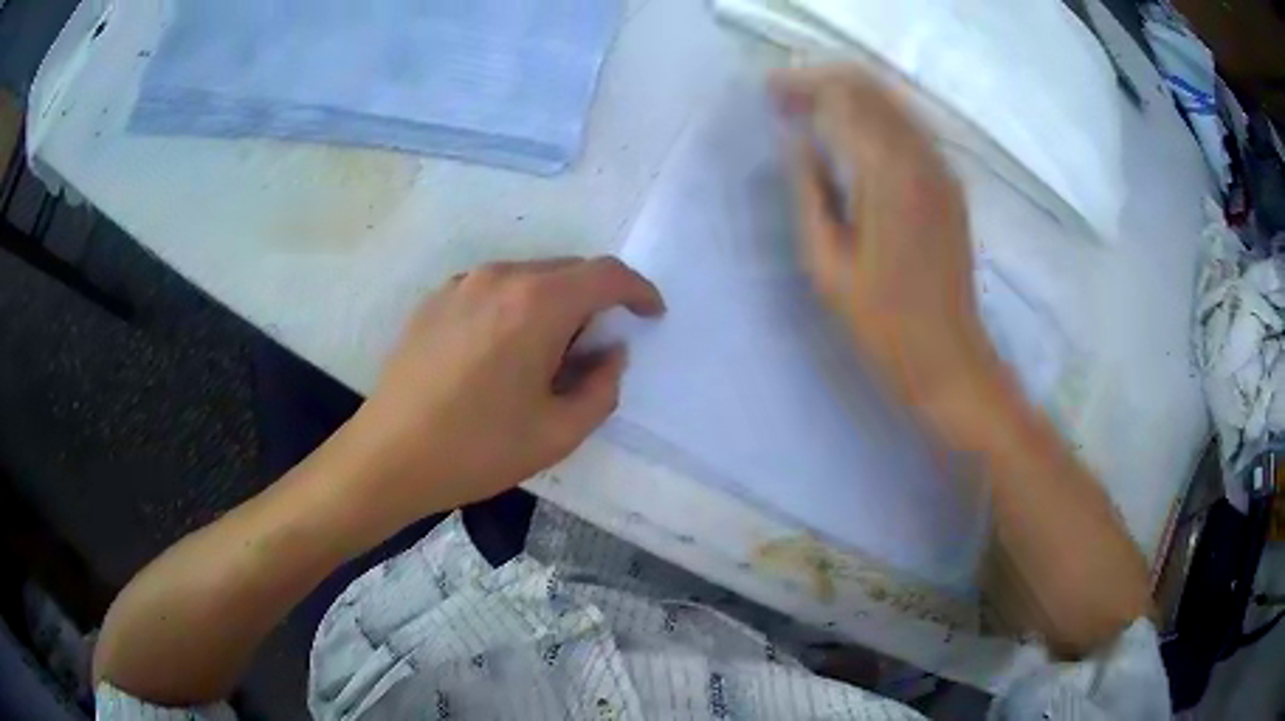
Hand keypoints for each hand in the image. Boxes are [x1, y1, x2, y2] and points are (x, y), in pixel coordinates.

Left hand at [349, 257, 664, 517]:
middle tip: (593, 349)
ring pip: (528, 277)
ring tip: (543, 355)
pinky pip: (492, 289)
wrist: (390, 456)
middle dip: (594, 301)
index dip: (638, 290)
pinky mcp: (435, 299)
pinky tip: (499, 353)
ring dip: (553, 304)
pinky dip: (514, 307)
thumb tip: (610, 353)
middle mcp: (500, 277)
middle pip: (567, 270)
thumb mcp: (559, 432)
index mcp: (537, 304)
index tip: (650, 314)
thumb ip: (602, 387)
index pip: (606, 274)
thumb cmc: (478, 449)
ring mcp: (461, 284)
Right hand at [776, 67, 1003, 417]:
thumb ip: (808, 192)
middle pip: (870, 87)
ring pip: (892, 102)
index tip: (768, 94)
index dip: (801, 87)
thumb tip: (798, 144)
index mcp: (888, 174)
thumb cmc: (882, 323)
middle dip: (823, 82)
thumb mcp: (826, 264)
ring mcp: (942, 169)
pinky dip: (875, 117)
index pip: (841, 98)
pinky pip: (909, 127)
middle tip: (785, 99)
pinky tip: (852, 136)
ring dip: (849, 96)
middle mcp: (921, 157)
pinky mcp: (950, 184)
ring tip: (811, 111)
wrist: (949, 358)